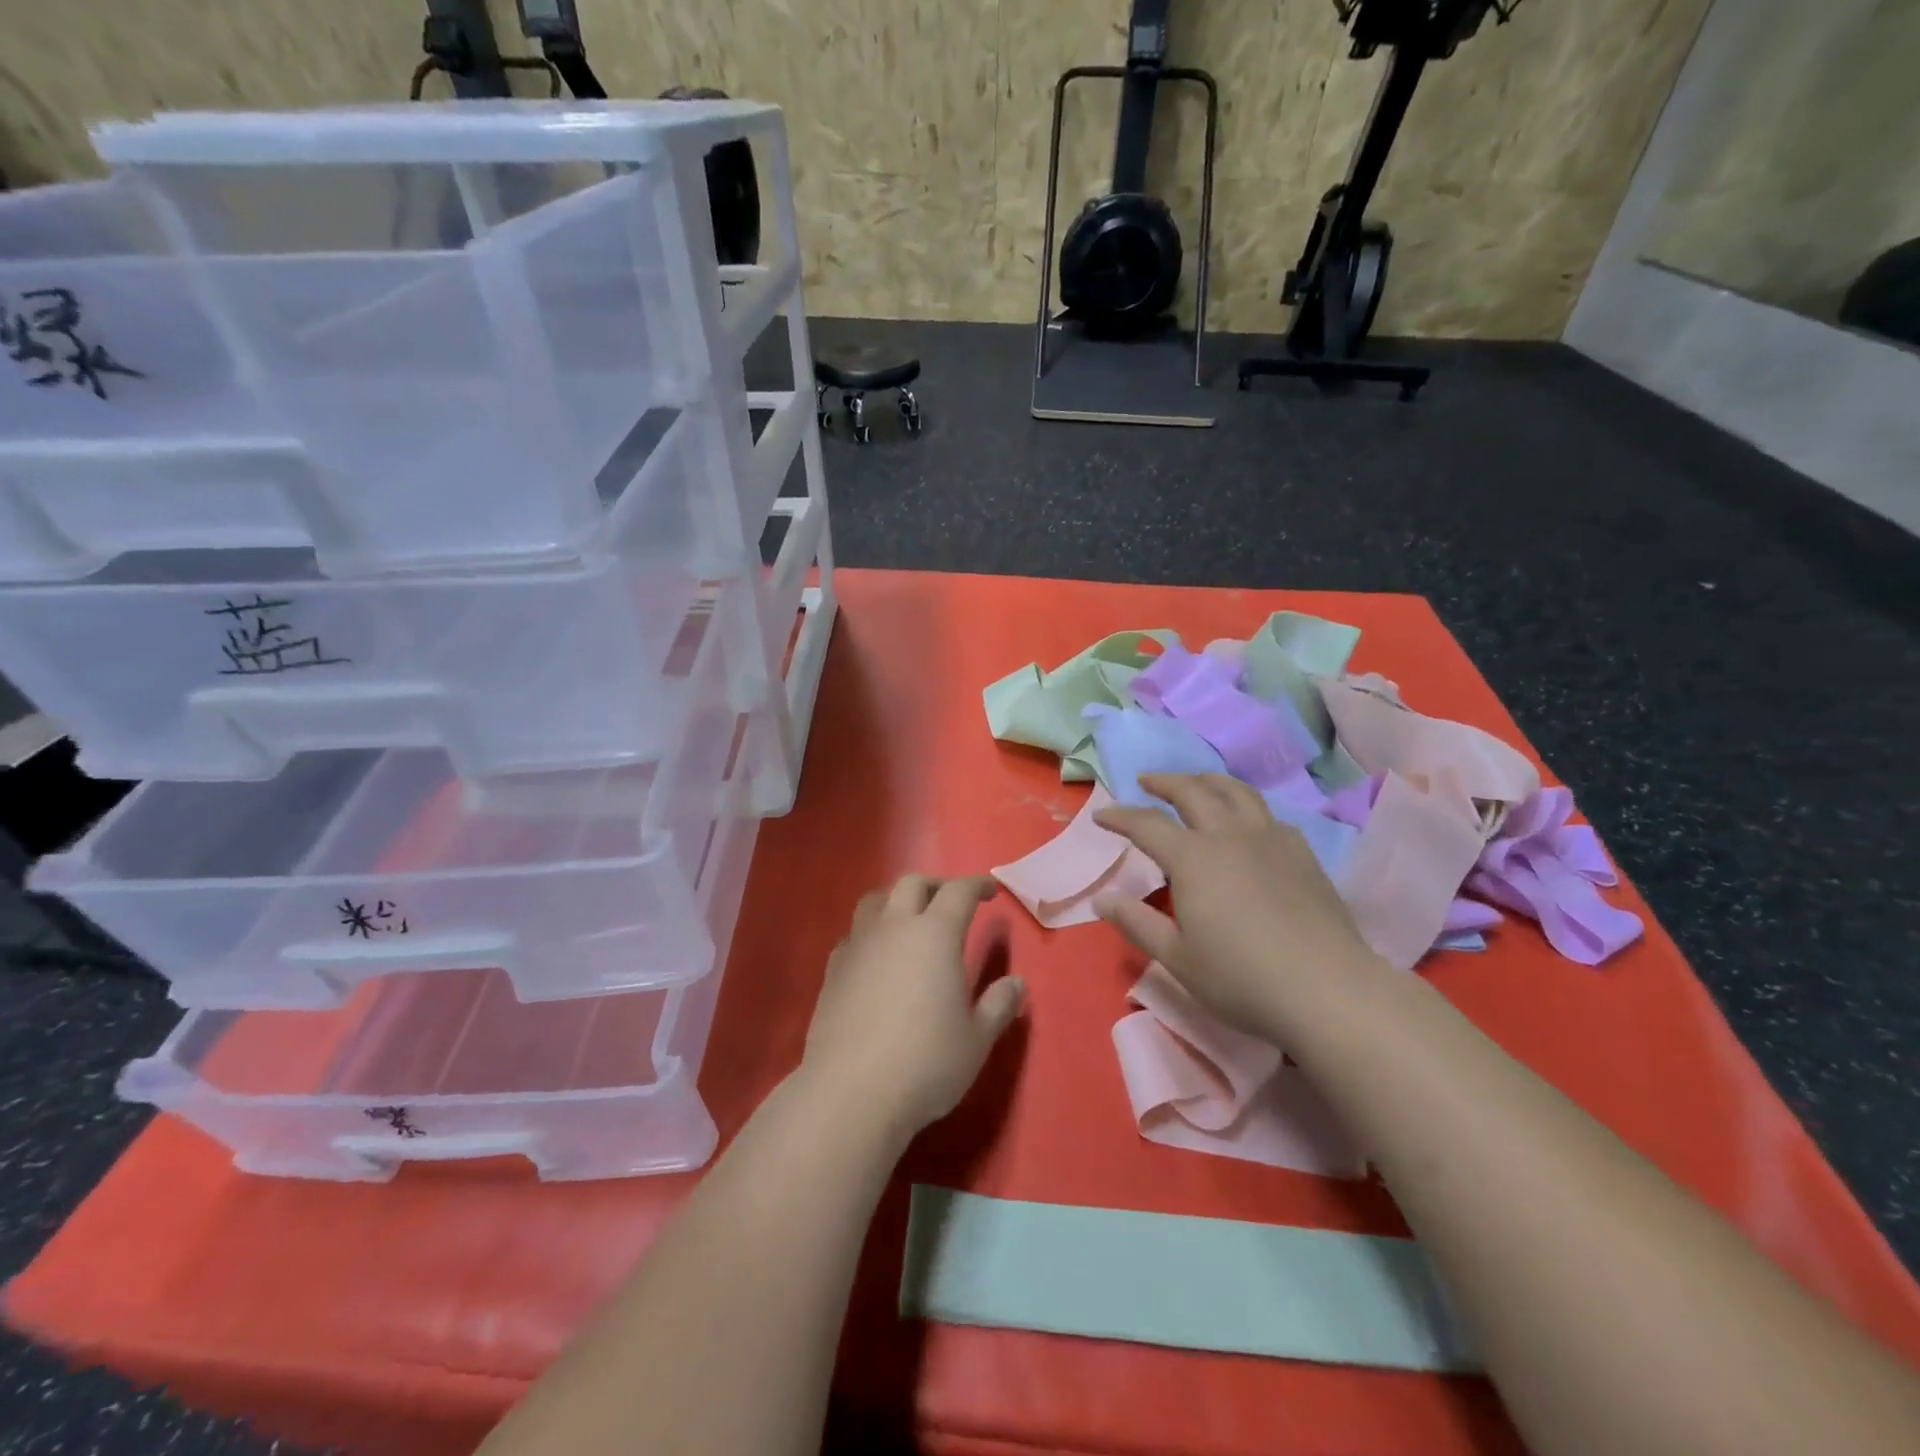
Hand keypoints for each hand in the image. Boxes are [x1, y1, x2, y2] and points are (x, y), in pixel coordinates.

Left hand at [800, 874, 1026, 1140]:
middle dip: (937, 885)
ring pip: (876, 900)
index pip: (959, 892)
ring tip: (910, 918)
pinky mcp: (833, 969)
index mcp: (935, 935)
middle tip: (952, 900)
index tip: (991, 891)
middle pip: (913, 884)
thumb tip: (1016, 983)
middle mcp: (895, 928)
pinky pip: (854, 933)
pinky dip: (871, 931)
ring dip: (897, 899)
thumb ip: (998, 1005)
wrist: (850, 1092)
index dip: (977, 885)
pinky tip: (877, 955)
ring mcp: (859, 945)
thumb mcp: (977, 1040)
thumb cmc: (926, 1062)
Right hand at [1094, 773, 1385, 1039]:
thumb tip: (1102, 899)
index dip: (1120, 816)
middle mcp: (1229, 836)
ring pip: (1236, 792)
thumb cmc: (1242, 979)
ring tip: (1196, 783)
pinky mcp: (1302, 854)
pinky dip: (1246, 808)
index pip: (1146, 824)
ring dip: (1208, 781)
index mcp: (1193, 858)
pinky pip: (1268, 815)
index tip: (1101, 815)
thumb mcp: (1177, 958)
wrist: (1328, 990)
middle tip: (1147, 781)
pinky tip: (1247, 823)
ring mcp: (1271, 840)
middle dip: (1164, 783)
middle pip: (1192, 792)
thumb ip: (1137, 923)